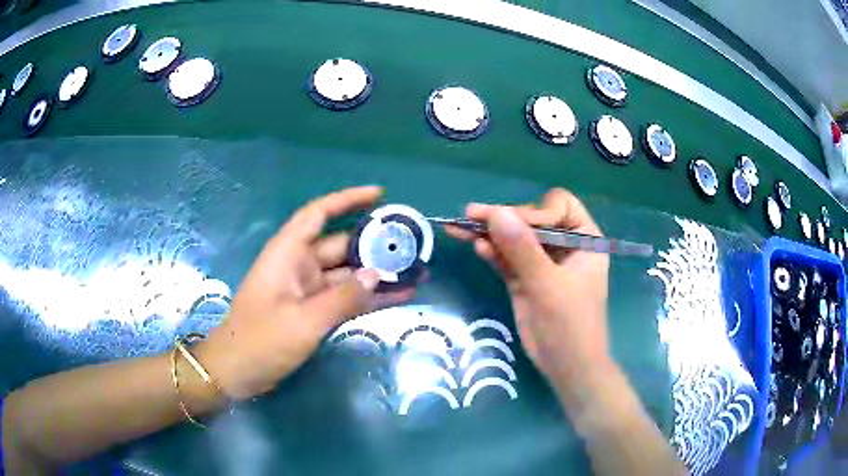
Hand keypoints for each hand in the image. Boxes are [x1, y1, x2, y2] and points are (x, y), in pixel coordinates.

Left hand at [198, 186, 413, 398]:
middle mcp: (298, 265)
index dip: (347, 199)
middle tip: (412, 246)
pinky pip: (344, 297)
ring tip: (414, 272)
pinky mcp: (312, 311)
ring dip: (376, 274)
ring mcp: (306, 290)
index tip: (380, 195)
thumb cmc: (261, 341)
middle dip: (374, 244)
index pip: (318, 213)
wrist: (237, 372)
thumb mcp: (304, 321)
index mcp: (288, 254)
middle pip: (341, 245)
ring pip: (346, 273)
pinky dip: (367, 297)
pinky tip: (397, 297)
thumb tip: (377, 275)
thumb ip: (342, 297)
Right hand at [446, 189, 610, 396]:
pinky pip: (507, 259)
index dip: (535, 212)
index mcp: (584, 240)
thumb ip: (522, 249)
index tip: (512, 225)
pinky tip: (476, 246)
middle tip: (471, 215)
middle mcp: (564, 246)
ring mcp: (543, 263)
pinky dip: (493, 253)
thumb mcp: (547, 285)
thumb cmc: (570, 325)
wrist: (567, 367)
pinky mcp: (526, 279)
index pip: (559, 207)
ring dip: (490, 233)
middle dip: (504, 219)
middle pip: (532, 220)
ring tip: (461, 226)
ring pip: (515, 239)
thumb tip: (496, 212)